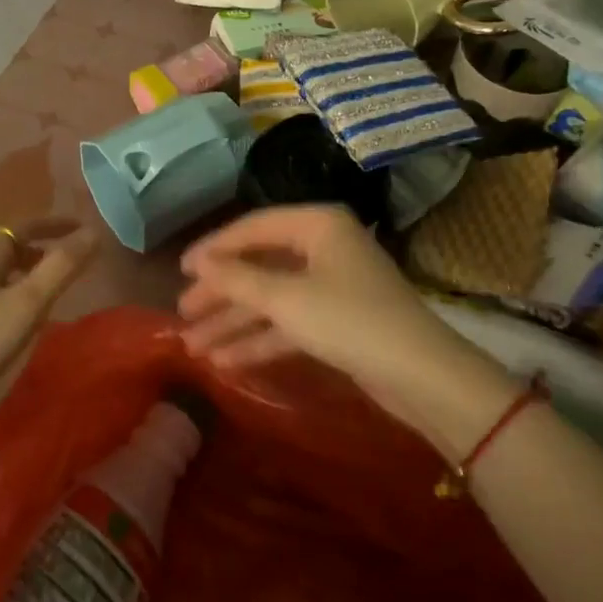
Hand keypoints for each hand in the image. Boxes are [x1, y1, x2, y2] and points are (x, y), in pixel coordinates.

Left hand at [0, 219, 98, 421]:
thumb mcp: (25, 304)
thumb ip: (60, 268)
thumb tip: (93, 232)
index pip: (22, 226)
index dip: (53, 224)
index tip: (79, 228)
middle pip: (7, 248)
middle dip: (39, 250)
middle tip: (66, 265)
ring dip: (24, 275)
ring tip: (46, 295)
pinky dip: (9, 296)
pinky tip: (14, 323)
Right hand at [179, 205, 519, 457]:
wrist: (422, 376)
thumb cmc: (350, 320)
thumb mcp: (286, 298)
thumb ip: (237, 279)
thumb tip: (197, 263)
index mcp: (317, 224)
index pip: (253, 228)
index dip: (214, 249)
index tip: (180, 271)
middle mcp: (323, 247)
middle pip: (260, 264)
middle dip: (221, 293)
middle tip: (183, 314)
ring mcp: (332, 285)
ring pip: (271, 298)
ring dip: (235, 322)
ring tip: (193, 346)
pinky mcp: (337, 321)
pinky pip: (289, 322)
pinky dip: (260, 339)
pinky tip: (226, 361)